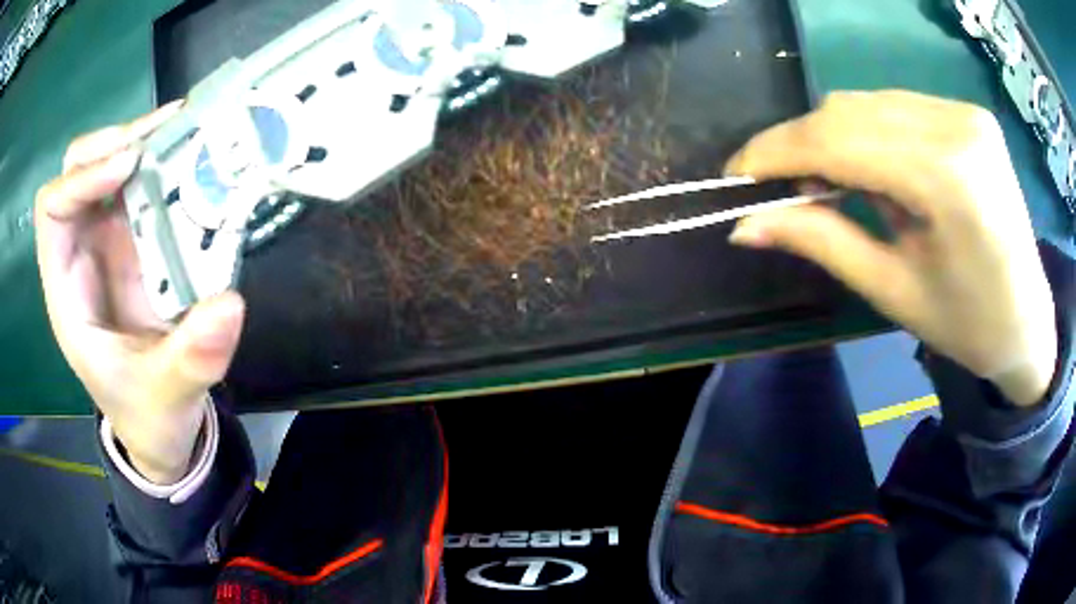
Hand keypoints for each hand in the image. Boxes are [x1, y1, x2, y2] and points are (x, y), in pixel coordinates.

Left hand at [35, 104, 246, 482]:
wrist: (160, 421)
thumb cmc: (148, 413)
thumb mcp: (168, 397)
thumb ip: (191, 360)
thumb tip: (229, 305)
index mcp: (68, 290)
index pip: (51, 211)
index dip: (81, 180)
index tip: (129, 168)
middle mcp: (82, 251)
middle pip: (76, 170)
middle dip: (111, 144)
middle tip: (160, 135)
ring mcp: (109, 240)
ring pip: (108, 163)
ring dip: (142, 139)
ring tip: (186, 127)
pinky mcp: (138, 238)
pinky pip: (142, 181)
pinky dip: (164, 156)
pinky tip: (194, 149)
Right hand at [725, 90, 1056, 406]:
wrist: (1028, 320)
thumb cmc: (968, 324)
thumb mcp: (893, 292)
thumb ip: (822, 242)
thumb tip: (746, 224)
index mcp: (947, 179)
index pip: (839, 139)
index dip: (777, 150)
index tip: (736, 172)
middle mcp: (956, 125)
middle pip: (849, 111)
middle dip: (802, 145)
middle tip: (781, 188)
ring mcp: (963, 112)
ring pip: (868, 104)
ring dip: (834, 139)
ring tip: (832, 186)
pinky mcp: (966, 112)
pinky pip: (895, 107)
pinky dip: (868, 133)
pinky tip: (875, 171)